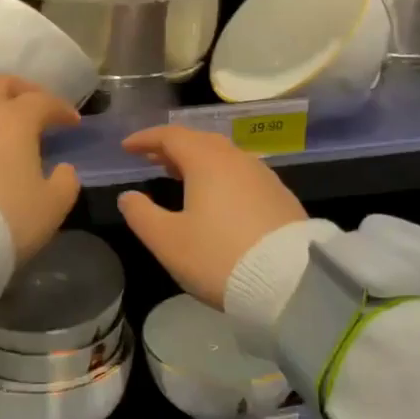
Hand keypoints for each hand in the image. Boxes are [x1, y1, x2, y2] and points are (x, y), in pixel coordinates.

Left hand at [0, 76, 81, 263]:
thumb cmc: (5, 217)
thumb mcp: (51, 207)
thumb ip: (65, 182)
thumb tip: (63, 169)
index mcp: (14, 118)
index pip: (42, 101)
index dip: (60, 109)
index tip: (71, 121)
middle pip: (1, 85)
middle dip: (22, 92)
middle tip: (34, 108)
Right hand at [117, 125, 306, 307]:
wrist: (292, 282)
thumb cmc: (219, 257)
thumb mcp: (168, 241)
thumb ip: (141, 215)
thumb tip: (128, 196)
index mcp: (207, 161)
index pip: (171, 136)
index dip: (146, 139)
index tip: (127, 147)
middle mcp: (237, 160)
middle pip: (200, 141)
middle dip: (172, 147)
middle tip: (152, 159)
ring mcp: (263, 177)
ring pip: (224, 157)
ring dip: (198, 161)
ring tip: (180, 176)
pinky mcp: (281, 197)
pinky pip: (242, 175)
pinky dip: (220, 176)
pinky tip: (217, 198)